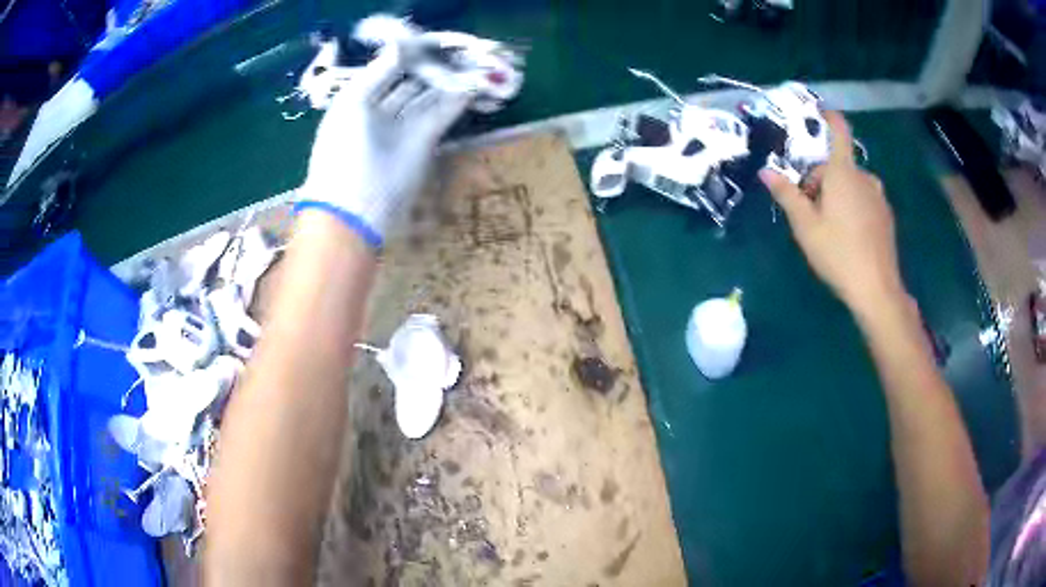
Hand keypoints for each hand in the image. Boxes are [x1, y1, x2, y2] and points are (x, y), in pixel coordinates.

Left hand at [299, 49, 470, 246]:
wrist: (352, 215)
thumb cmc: (345, 154)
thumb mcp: (354, 104)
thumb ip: (379, 71)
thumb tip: (401, 44)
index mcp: (358, 100)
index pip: (390, 67)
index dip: (412, 52)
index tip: (435, 39)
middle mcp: (381, 111)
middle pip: (411, 81)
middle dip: (435, 66)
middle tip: (461, 50)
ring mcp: (402, 128)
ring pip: (428, 96)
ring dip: (450, 81)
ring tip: (473, 63)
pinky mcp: (421, 144)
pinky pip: (440, 113)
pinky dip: (456, 99)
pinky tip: (471, 84)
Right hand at [760, 111, 904, 316]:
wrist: (877, 289)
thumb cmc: (838, 253)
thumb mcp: (805, 226)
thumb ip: (787, 195)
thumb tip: (766, 171)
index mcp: (843, 173)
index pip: (839, 131)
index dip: (830, 117)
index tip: (820, 111)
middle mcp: (864, 178)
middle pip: (837, 166)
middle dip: (820, 179)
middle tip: (808, 209)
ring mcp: (878, 197)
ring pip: (851, 183)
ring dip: (836, 193)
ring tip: (827, 225)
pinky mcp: (886, 216)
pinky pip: (864, 199)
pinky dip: (852, 205)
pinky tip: (847, 235)